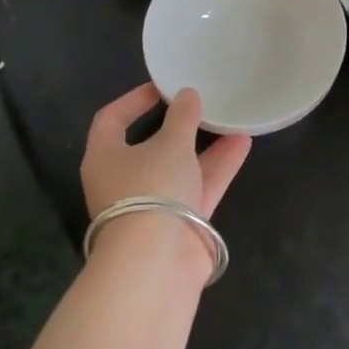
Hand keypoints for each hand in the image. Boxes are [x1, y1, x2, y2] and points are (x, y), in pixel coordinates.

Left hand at [82, 84, 250, 221]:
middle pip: (150, 145)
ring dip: (205, 145)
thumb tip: (188, 95)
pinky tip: (243, 144)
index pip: (111, 120)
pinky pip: (198, 187)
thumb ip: (182, 116)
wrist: (157, 261)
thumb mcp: (171, 143)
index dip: (134, 100)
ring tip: (233, 120)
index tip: (163, 87)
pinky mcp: (178, 223)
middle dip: (179, 125)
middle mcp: (124, 181)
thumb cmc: (152, 189)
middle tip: (202, 104)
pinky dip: (218, 167)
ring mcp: (152, 204)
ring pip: (179, 167)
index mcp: (105, 158)